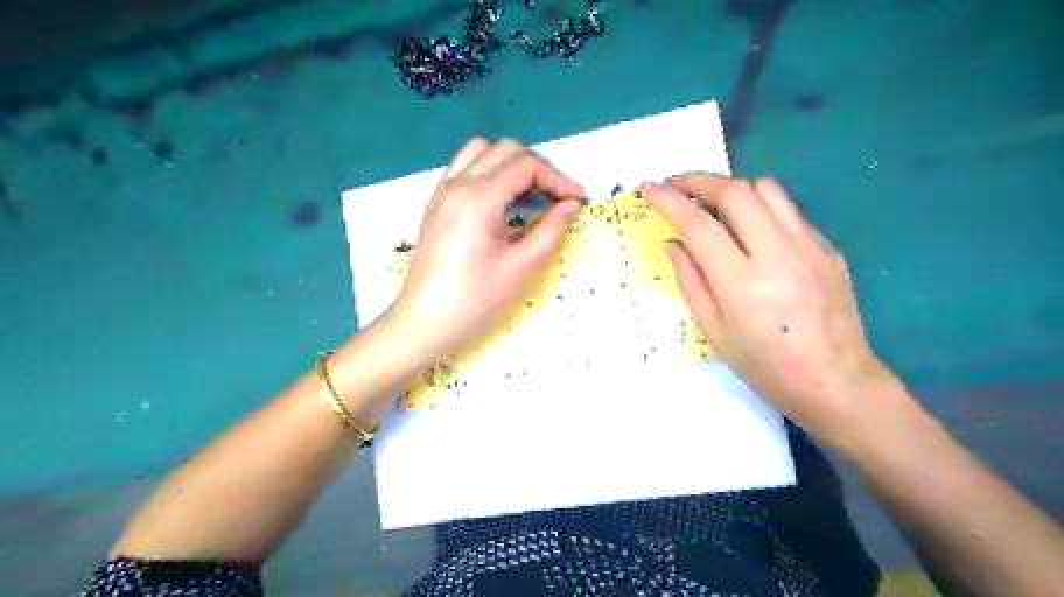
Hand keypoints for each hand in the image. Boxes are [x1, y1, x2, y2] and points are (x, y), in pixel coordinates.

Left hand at [388, 138, 581, 366]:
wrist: (423, 323)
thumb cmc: (474, 300)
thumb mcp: (520, 267)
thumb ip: (550, 230)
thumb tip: (569, 206)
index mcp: (478, 198)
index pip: (526, 165)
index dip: (557, 178)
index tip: (576, 201)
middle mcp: (458, 184)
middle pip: (505, 150)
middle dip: (538, 168)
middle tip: (557, 199)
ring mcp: (443, 192)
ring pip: (482, 153)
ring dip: (512, 165)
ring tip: (531, 196)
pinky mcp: (437, 205)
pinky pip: (465, 169)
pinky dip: (490, 173)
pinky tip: (503, 203)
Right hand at [640, 172, 894, 446]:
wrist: (835, 381)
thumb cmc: (765, 365)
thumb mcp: (713, 331)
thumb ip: (690, 280)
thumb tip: (672, 241)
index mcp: (741, 283)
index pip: (698, 225)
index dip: (669, 201)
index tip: (649, 188)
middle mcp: (777, 254)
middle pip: (735, 192)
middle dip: (698, 180)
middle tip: (676, 185)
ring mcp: (808, 246)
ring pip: (767, 189)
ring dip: (731, 188)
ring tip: (712, 203)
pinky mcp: (827, 247)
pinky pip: (788, 210)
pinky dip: (759, 206)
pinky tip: (749, 228)